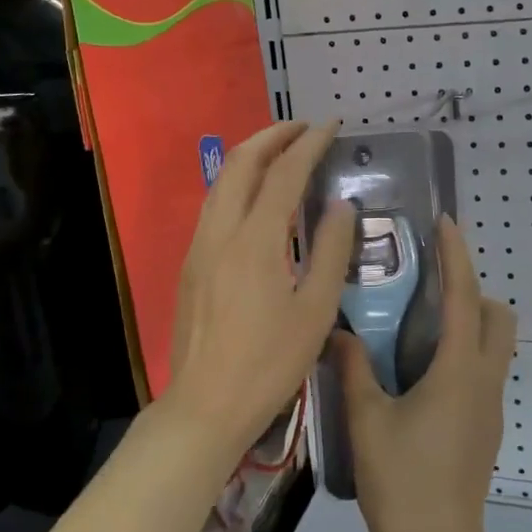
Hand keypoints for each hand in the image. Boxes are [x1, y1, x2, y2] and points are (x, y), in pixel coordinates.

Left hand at [160, 121, 354, 465]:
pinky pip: (214, 204)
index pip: (285, 174)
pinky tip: (257, 197)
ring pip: (221, 181)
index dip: (309, 143)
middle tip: (304, 128)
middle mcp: (221, 232)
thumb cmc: (269, 365)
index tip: (331, 125)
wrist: (205, 407)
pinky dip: (238, 182)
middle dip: (272, 135)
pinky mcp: (190, 263)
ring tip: (282, 151)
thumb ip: (332, 252)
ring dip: (252, 156)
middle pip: (240, 162)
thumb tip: (341, 205)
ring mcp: (199, 246)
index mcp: (255, 241)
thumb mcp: (315, 312)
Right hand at [334, 216, 516, 531]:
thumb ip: (353, 369)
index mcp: (458, 371)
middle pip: (499, 318)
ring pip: (496, 345)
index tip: (446, 223)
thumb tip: (337, 332)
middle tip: (431, 285)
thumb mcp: (367, 420)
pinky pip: (485, 370)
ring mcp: (491, 406)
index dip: (457, 256)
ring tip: (422, 323)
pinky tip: (423, 369)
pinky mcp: (487, 427)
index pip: (465, 297)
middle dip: (474, 291)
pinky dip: (465, 351)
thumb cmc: (400, 481)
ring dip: (472, 321)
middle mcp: (484, 381)